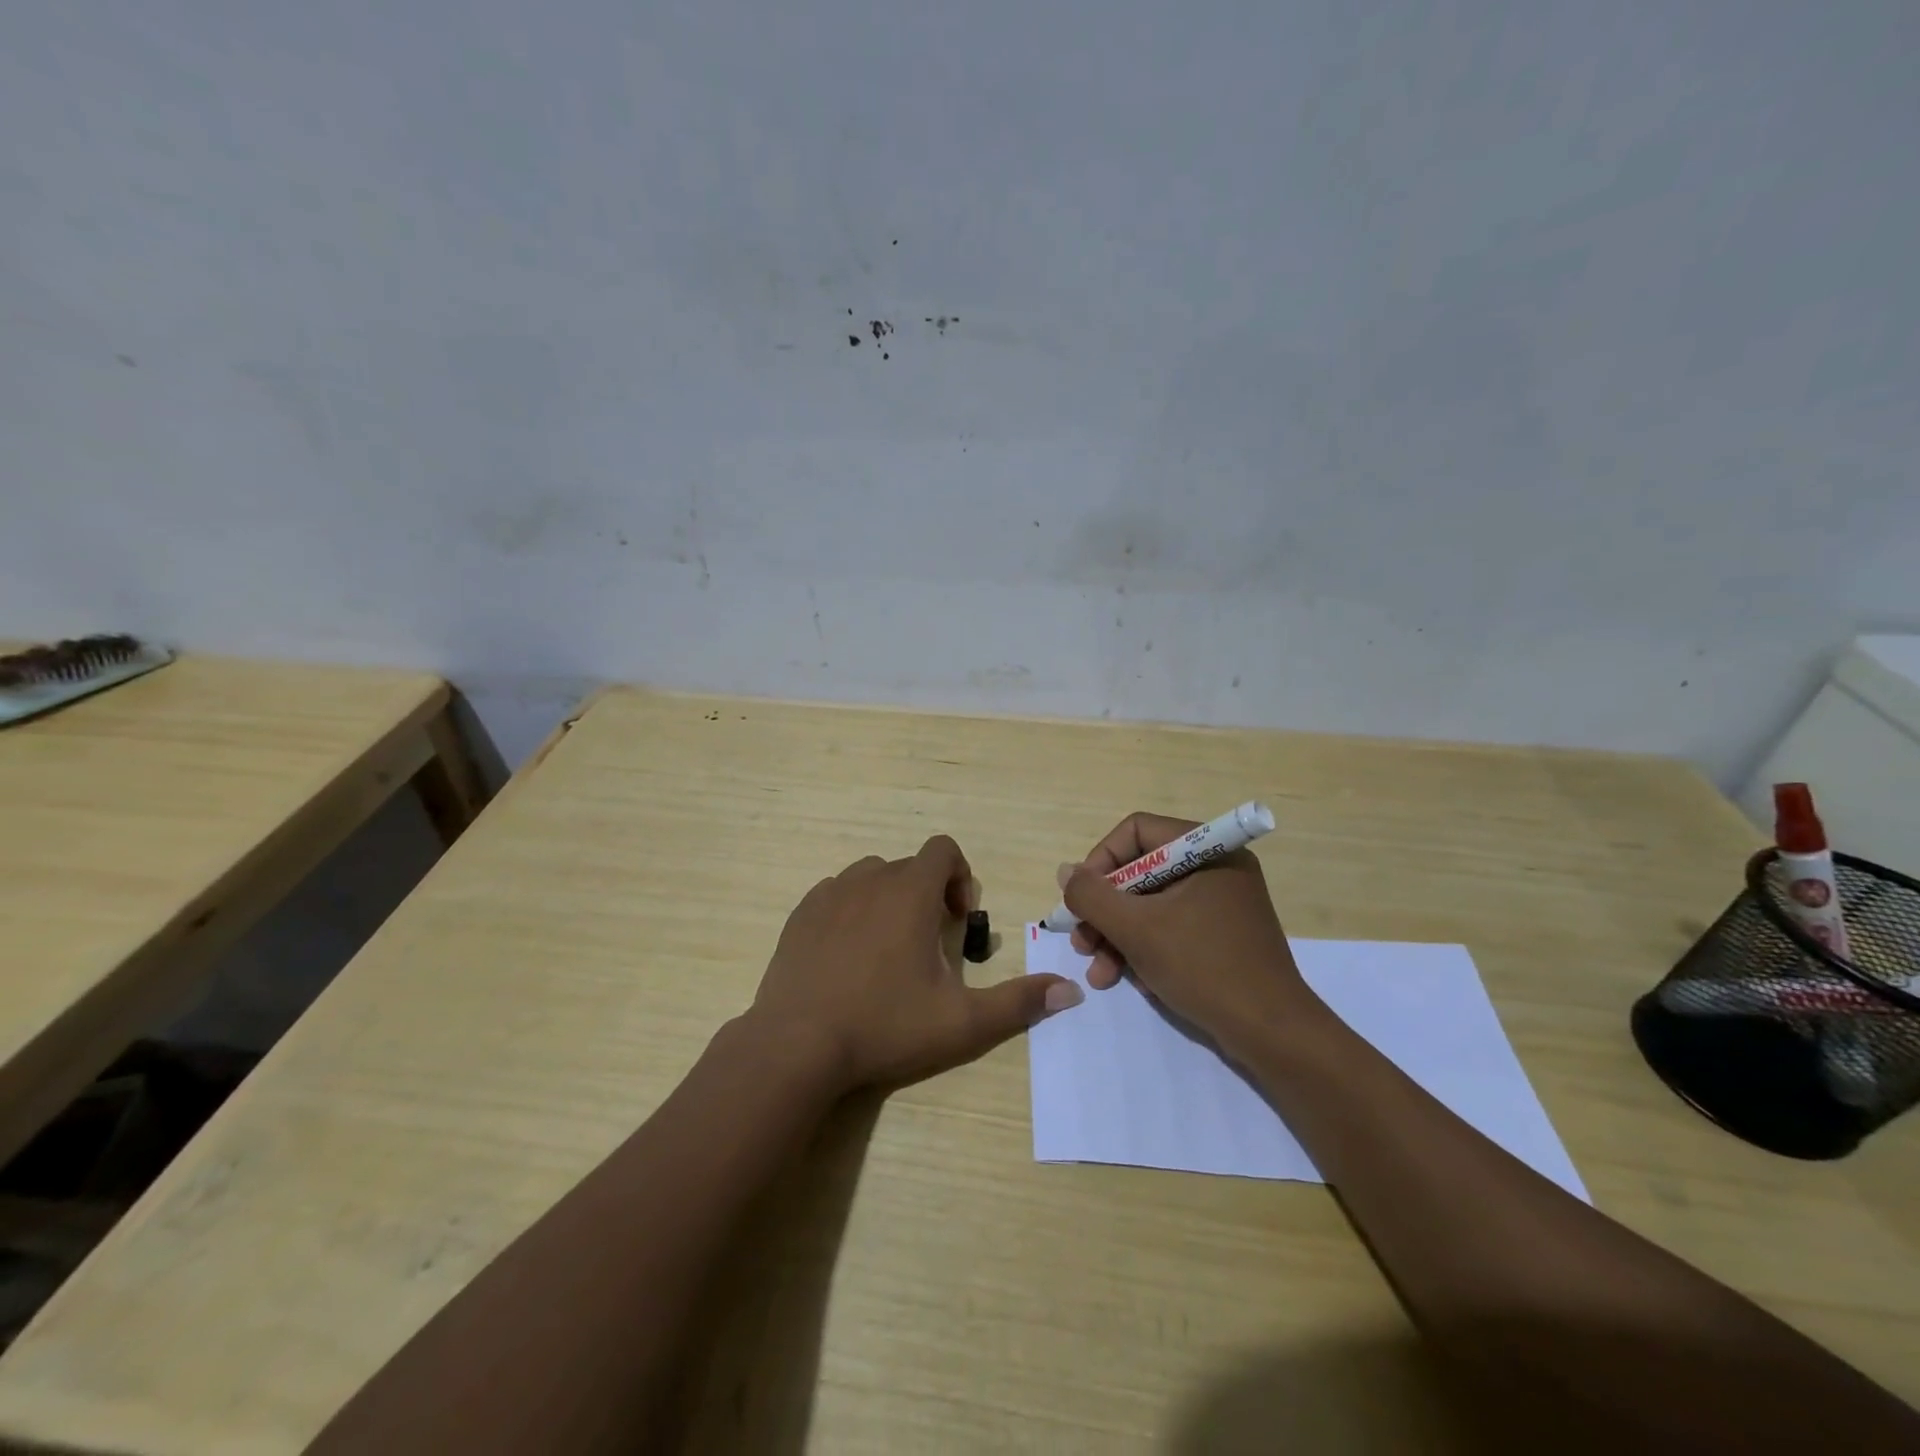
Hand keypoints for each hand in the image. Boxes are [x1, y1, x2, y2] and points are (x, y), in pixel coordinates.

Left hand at [751, 835, 1082, 1093]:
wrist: (796, 1046)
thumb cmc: (884, 1025)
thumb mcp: (961, 1022)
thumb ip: (1018, 1002)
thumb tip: (1071, 992)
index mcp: (909, 891)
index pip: (943, 849)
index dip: (960, 877)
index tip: (959, 920)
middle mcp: (869, 879)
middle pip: (910, 866)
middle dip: (928, 894)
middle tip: (929, 947)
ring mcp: (829, 894)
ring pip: (871, 877)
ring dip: (890, 900)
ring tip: (890, 950)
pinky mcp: (800, 914)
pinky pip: (836, 894)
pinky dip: (852, 912)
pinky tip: (849, 958)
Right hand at [1061, 812, 1312, 1057]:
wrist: (1272, 1034)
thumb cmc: (1204, 967)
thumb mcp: (1137, 929)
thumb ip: (1092, 896)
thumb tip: (1065, 871)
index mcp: (1206, 850)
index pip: (1137, 832)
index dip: (1101, 861)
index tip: (1081, 899)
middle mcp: (1215, 867)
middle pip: (1140, 872)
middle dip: (1105, 910)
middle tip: (1082, 943)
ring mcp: (1220, 903)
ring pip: (1151, 904)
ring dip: (1117, 936)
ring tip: (1098, 972)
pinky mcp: (1221, 935)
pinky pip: (1170, 927)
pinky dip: (1144, 949)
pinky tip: (1127, 980)